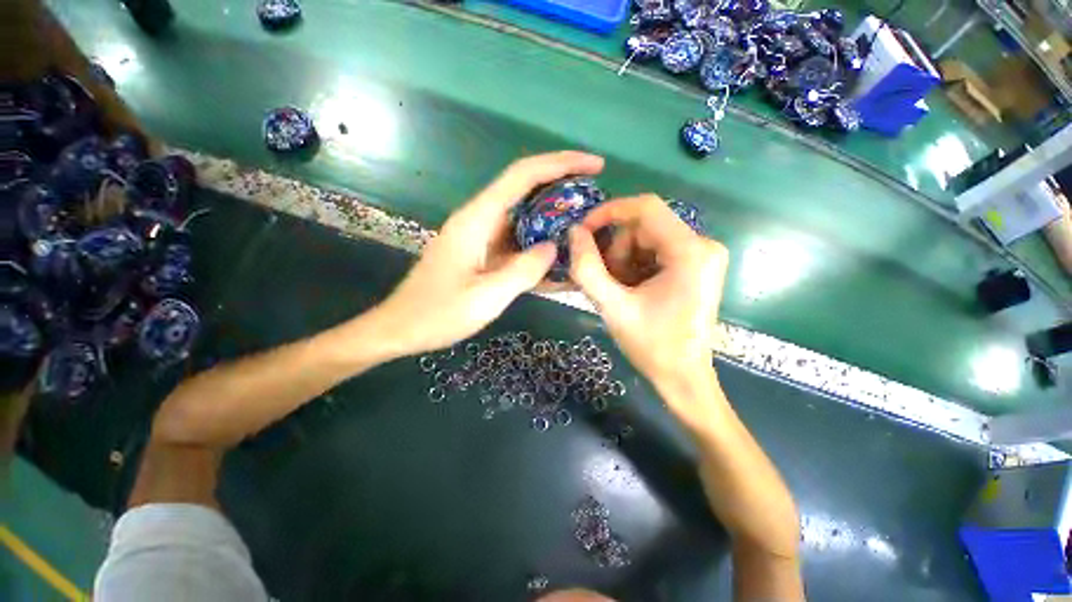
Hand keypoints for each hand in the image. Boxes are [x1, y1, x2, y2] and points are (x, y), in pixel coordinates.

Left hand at [372, 151, 604, 358]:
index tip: (595, 165)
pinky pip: (516, 241)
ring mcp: (480, 236)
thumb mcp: (485, 297)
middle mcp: (479, 220)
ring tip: (584, 228)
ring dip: (553, 219)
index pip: (523, 176)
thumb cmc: (437, 314)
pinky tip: (557, 257)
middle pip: (525, 190)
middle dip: (562, 188)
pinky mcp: (482, 252)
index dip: (560, 164)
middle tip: (595, 200)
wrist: (402, 328)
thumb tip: (553, 247)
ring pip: (524, 217)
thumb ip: (523, 270)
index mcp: (477, 220)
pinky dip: (538, 244)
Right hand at [568, 194, 727, 406]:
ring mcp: (701, 255)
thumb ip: (587, 268)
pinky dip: (635, 266)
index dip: (609, 213)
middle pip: (644, 226)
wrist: (683, 377)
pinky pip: (655, 251)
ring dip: (623, 260)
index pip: (646, 207)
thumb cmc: (651, 345)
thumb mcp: (612, 307)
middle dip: (616, 249)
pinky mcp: (696, 266)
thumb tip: (574, 232)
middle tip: (605, 280)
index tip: (583, 230)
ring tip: (618, 290)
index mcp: (690, 252)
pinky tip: (630, 290)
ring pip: (647, 239)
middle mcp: (702, 245)